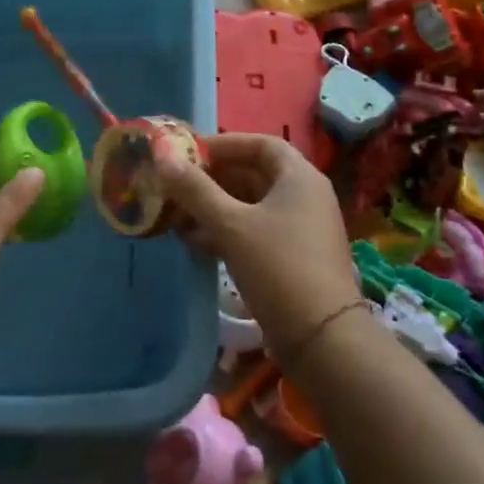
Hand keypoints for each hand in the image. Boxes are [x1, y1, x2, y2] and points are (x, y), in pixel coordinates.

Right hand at [155, 133, 357, 354]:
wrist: (322, 339)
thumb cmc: (278, 266)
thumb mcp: (230, 225)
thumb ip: (195, 189)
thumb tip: (162, 154)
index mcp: (299, 177)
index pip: (261, 144)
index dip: (225, 144)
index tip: (190, 153)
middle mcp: (305, 196)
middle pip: (255, 174)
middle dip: (214, 178)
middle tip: (176, 184)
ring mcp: (302, 229)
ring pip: (252, 206)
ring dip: (216, 207)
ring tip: (176, 215)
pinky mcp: (294, 258)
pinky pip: (256, 232)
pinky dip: (227, 231)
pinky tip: (195, 242)